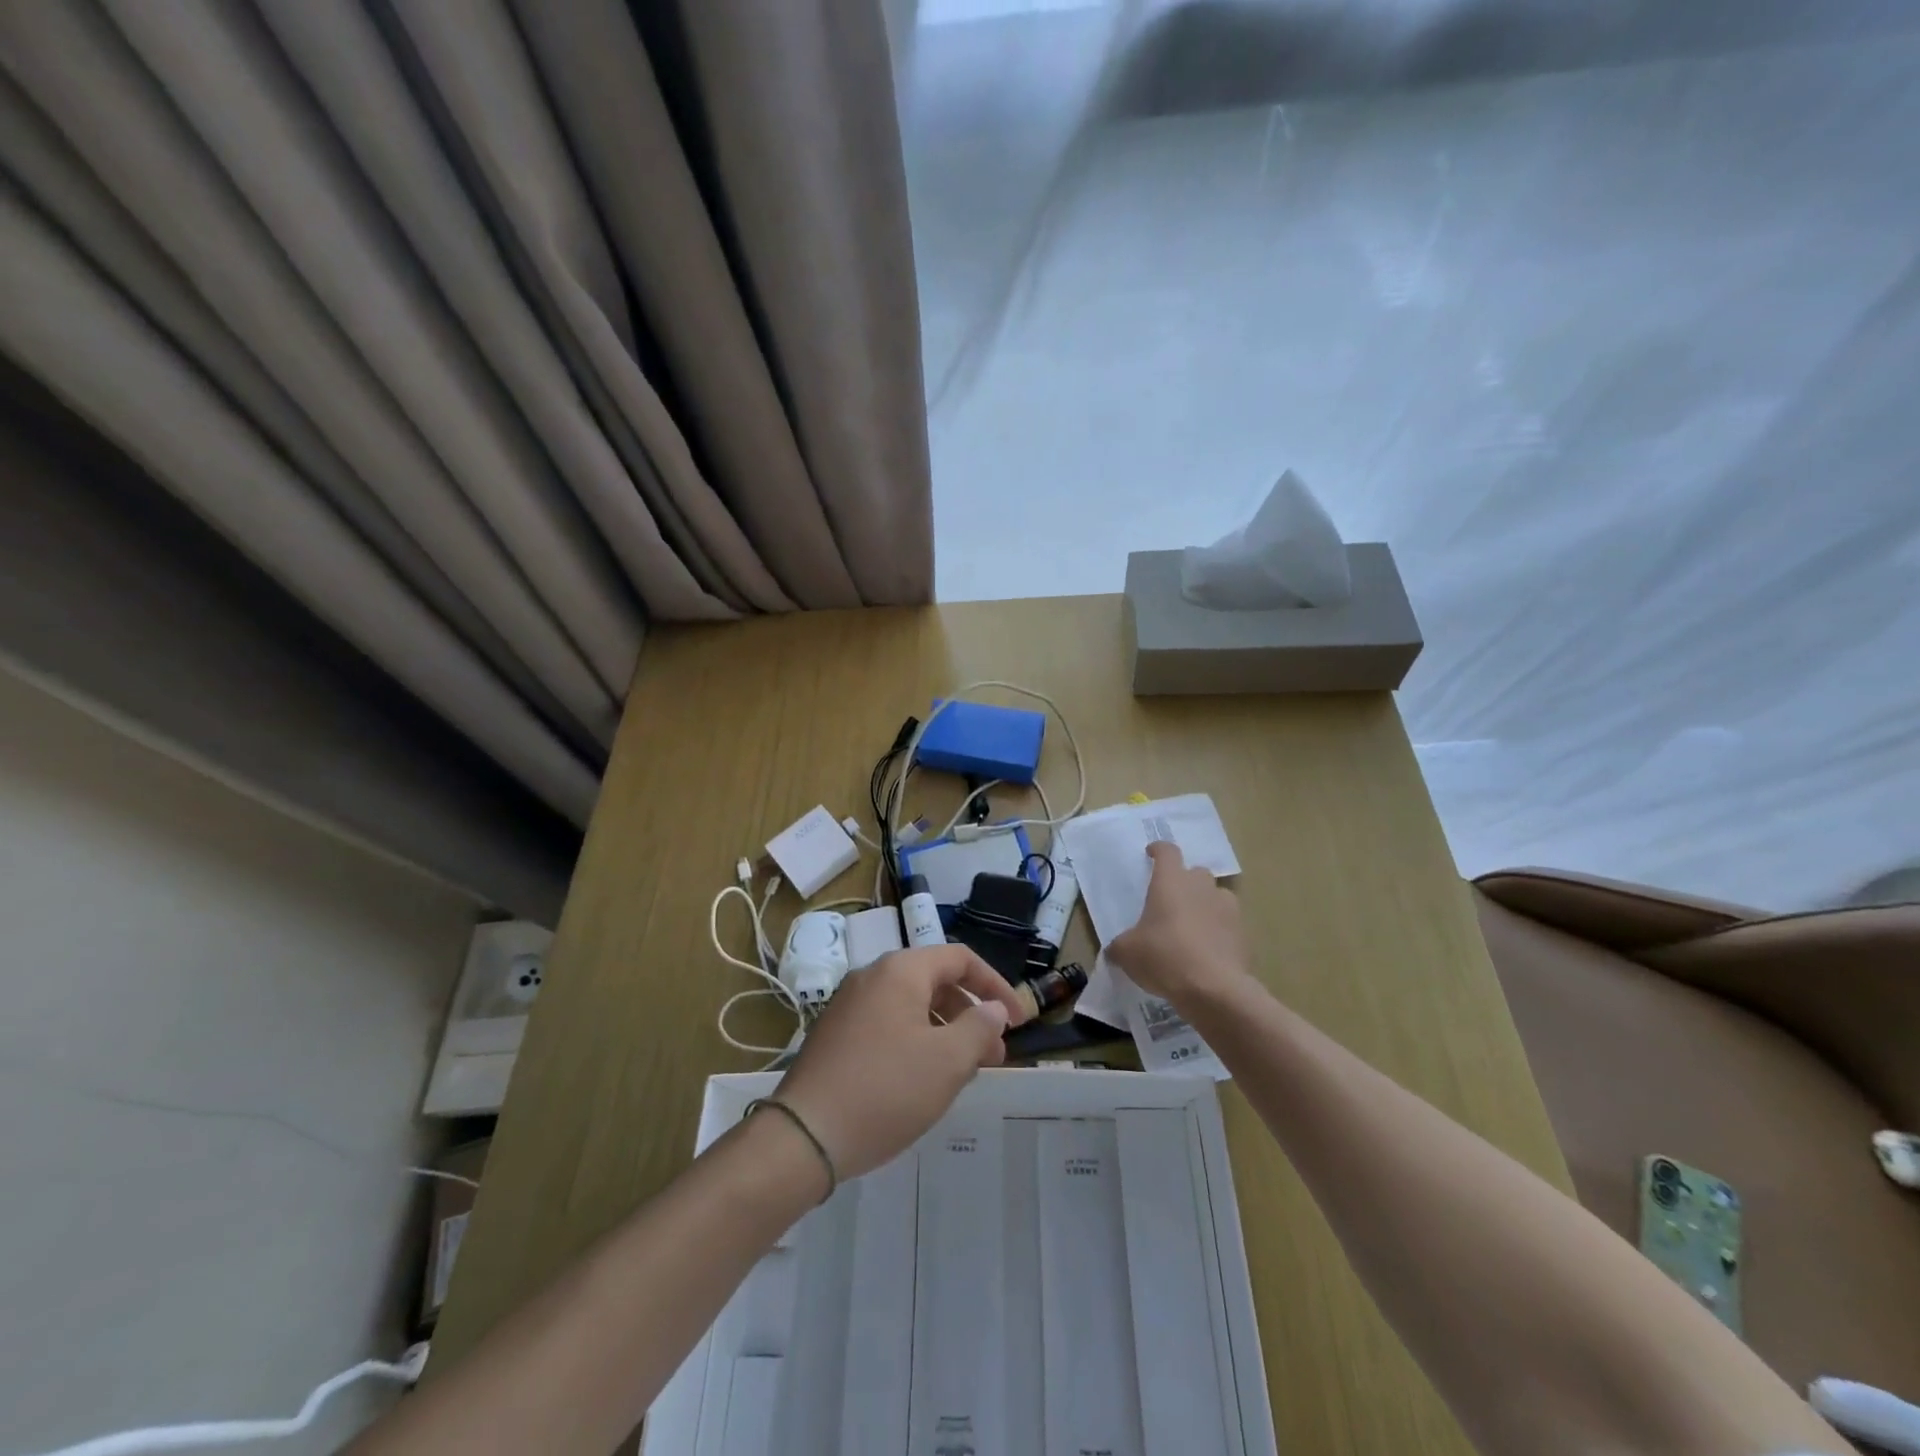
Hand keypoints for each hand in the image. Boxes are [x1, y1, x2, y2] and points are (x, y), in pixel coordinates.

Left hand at [773, 945, 1028, 1180]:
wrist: (803, 1135)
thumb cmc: (885, 1090)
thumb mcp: (947, 1062)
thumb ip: (979, 1029)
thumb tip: (993, 1009)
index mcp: (900, 971)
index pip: (960, 959)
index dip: (995, 986)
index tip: (1019, 1021)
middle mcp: (872, 976)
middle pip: (935, 981)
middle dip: (970, 1014)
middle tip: (994, 1055)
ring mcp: (849, 1005)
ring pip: (912, 1006)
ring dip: (945, 1031)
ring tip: (963, 1072)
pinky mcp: (836, 1034)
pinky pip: (889, 1024)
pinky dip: (916, 1041)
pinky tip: (923, 1080)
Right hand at [1107, 841, 1249, 1009]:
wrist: (1215, 990)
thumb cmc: (1164, 957)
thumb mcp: (1127, 953)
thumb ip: (1120, 945)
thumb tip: (1116, 950)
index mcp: (1171, 882)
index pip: (1167, 851)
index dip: (1159, 850)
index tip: (1152, 854)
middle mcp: (1201, 887)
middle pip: (1195, 872)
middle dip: (1185, 882)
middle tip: (1171, 901)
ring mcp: (1227, 909)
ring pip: (1216, 897)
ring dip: (1205, 905)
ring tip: (1193, 927)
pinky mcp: (1244, 934)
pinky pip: (1229, 926)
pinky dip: (1219, 933)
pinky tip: (1208, 952)